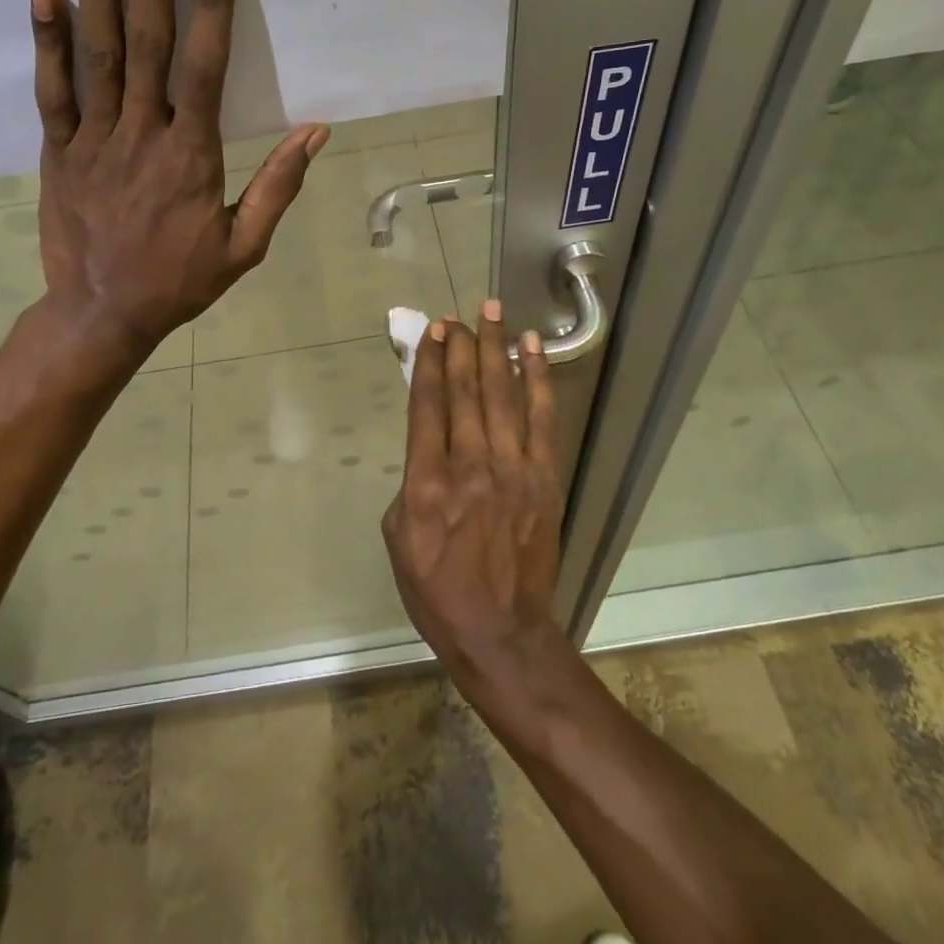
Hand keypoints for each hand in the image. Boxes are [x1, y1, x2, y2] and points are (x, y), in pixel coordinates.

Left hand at [30, 0, 327, 355]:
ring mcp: (93, 138)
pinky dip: (48, 41)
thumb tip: (317, 132)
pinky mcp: (58, 150)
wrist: (102, 314)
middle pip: (146, 37)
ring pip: (97, 50)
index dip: (209, 1)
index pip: (204, 66)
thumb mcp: (245, 246)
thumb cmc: (180, 280)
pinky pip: (53, 91)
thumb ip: (279, 186)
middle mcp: (141, 133)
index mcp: (191, 154)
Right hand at [382, 304, 569, 710]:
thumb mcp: (398, 536)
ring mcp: (513, 469)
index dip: (429, 361)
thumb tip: (428, 444)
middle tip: (459, 316)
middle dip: (461, 346)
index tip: (431, 332)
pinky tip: (532, 349)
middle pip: (465, 390)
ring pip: (502, 394)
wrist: (500, 631)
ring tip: (492, 312)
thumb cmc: (437, 589)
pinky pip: (542, 418)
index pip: (428, 404)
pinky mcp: (544, 478)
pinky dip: (537, 379)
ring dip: (496, 348)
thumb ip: (411, 481)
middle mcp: (470, 465)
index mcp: (428, 481)